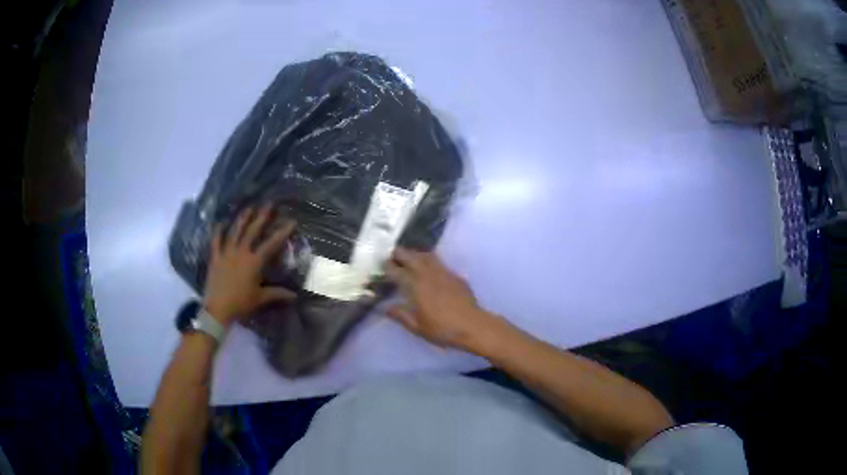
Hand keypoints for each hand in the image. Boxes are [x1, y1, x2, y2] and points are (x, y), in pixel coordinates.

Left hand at [203, 205, 296, 326]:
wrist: (218, 309)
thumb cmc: (241, 303)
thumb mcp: (260, 298)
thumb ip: (277, 293)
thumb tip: (295, 295)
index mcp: (254, 262)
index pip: (271, 244)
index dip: (282, 232)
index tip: (291, 221)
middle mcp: (241, 253)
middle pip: (252, 231)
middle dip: (261, 217)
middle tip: (268, 204)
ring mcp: (226, 253)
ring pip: (235, 232)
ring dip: (242, 219)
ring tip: (248, 208)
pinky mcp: (215, 257)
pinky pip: (216, 241)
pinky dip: (217, 231)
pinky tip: (220, 222)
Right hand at [384, 248, 497, 350]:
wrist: (472, 325)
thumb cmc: (442, 329)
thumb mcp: (417, 327)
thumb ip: (400, 315)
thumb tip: (385, 308)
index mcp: (415, 286)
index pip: (397, 271)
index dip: (388, 266)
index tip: (382, 265)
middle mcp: (427, 274)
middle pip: (411, 256)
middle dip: (400, 254)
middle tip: (392, 255)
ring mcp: (443, 272)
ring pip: (426, 255)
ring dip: (415, 253)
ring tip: (409, 256)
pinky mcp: (455, 275)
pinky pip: (439, 262)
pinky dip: (430, 260)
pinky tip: (429, 267)